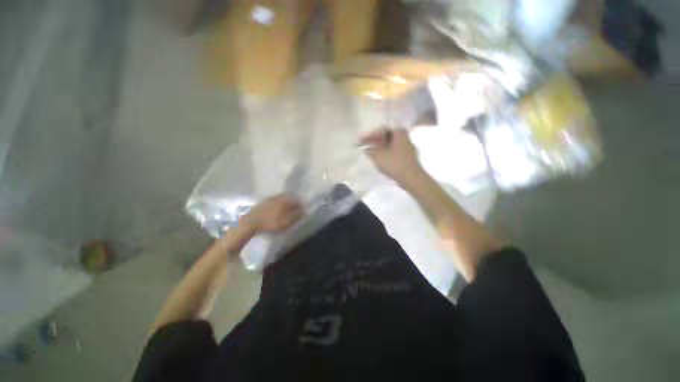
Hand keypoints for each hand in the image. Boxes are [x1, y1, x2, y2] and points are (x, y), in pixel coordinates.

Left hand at [241, 195, 303, 232]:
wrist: (249, 223)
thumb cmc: (271, 223)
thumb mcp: (287, 221)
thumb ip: (297, 215)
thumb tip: (305, 209)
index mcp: (285, 199)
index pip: (298, 199)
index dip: (302, 204)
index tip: (304, 210)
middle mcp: (279, 196)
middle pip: (290, 198)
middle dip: (294, 203)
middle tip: (297, 210)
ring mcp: (270, 198)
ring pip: (282, 199)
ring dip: (286, 204)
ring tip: (288, 211)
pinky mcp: (263, 203)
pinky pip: (275, 202)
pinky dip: (279, 205)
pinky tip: (278, 211)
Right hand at [361, 129, 425, 185]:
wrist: (411, 177)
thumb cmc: (394, 164)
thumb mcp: (378, 156)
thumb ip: (370, 150)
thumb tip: (366, 148)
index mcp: (399, 133)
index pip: (382, 130)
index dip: (370, 135)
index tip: (362, 141)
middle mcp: (405, 137)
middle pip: (387, 136)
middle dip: (375, 141)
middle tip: (366, 145)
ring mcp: (407, 147)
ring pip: (390, 144)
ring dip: (380, 147)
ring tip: (371, 152)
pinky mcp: (408, 156)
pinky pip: (394, 150)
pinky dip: (386, 152)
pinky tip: (380, 158)